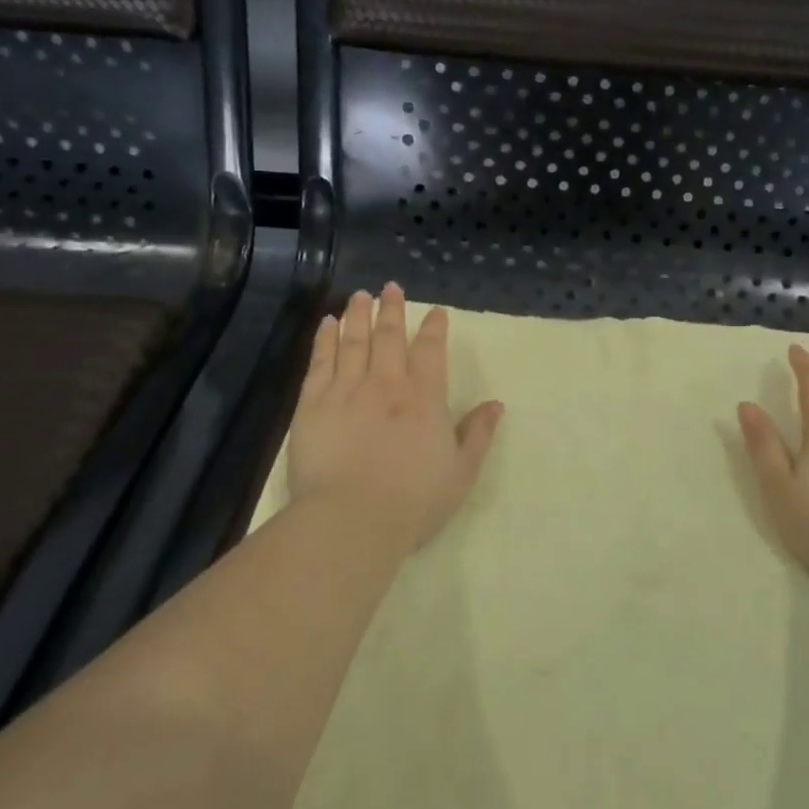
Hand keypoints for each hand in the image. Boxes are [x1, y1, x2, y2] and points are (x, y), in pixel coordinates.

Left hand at [287, 284, 502, 555]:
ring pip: (354, 341)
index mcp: (425, 398)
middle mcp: (387, 384)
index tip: (435, 312)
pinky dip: (325, 339)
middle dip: (392, 309)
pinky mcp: (313, 404)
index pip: (431, 351)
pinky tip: (327, 324)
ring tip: (360, 296)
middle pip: (390, 336)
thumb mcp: (461, 472)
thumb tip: (495, 404)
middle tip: (390, 287)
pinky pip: (320, 362)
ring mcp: (347, 390)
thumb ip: (478, 434)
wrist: (352, 521)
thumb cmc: (413, 501)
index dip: (434, 328)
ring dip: (358, 315)